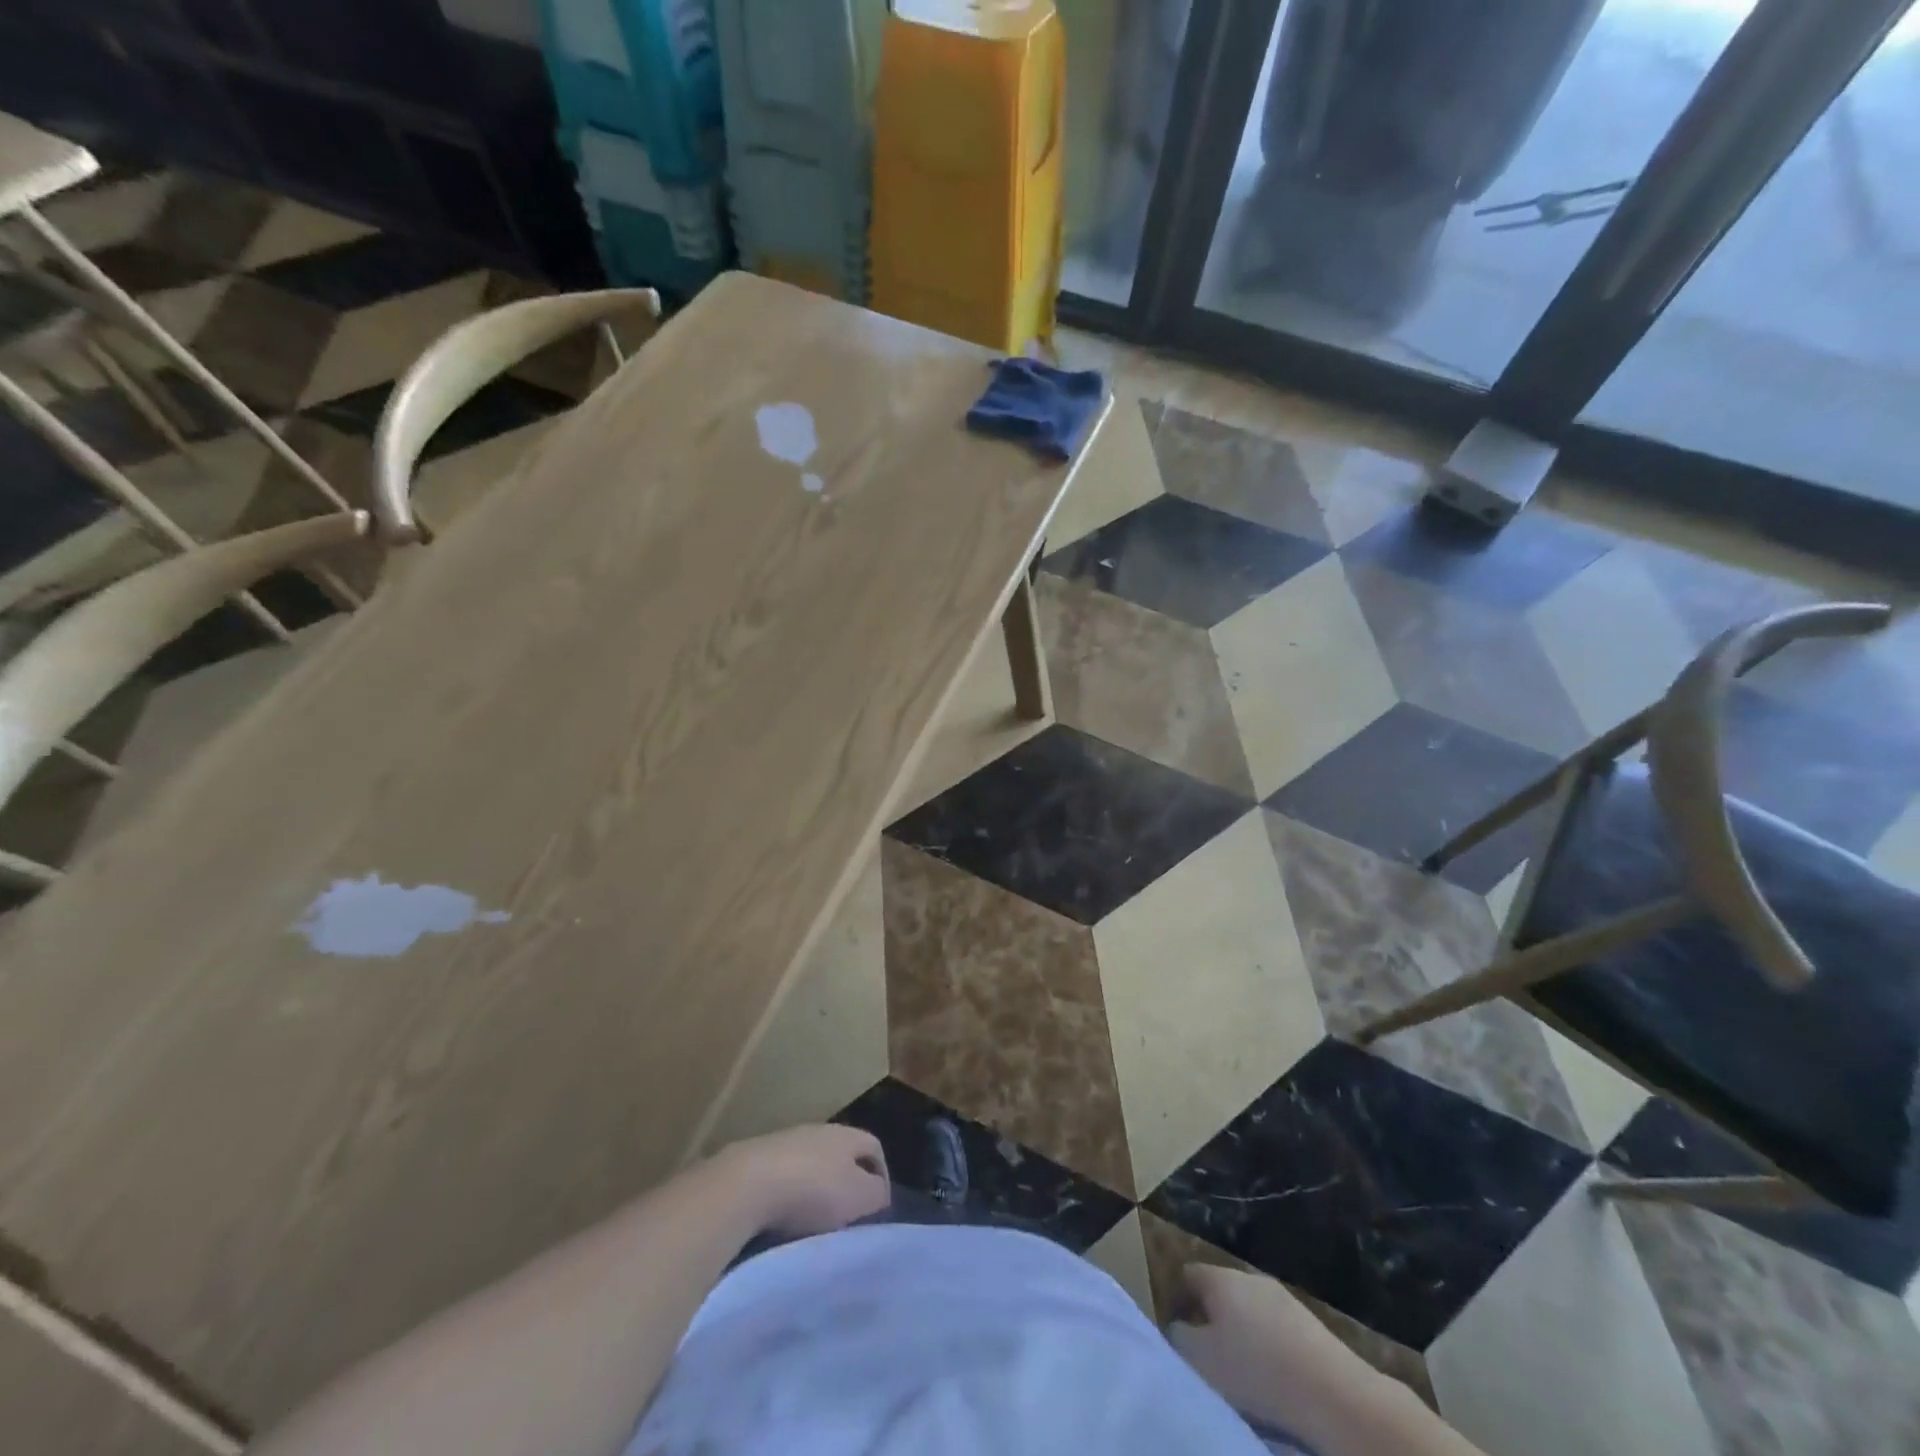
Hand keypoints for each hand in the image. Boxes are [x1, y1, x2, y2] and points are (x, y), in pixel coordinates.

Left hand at [717, 1124, 890, 1238]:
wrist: (747, 1184)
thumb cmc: (813, 1190)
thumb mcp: (859, 1197)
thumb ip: (876, 1194)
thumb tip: (879, 1193)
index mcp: (848, 1134)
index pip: (875, 1147)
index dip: (881, 1176)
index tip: (878, 1210)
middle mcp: (819, 1130)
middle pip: (841, 1155)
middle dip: (846, 1183)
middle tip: (846, 1218)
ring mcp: (786, 1141)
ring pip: (811, 1164)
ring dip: (815, 1190)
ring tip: (814, 1223)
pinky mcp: (757, 1158)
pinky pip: (783, 1176)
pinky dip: (788, 1195)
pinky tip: (783, 1218)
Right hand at [1170, 1265, 1381, 1431]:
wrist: (1335, 1394)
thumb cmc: (1256, 1371)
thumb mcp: (1201, 1360)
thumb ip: (1178, 1338)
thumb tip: (1178, 1328)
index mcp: (1220, 1277)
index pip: (1187, 1274)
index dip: (1177, 1300)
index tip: (1177, 1335)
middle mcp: (1249, 1277)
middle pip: (1219, 1292)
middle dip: (1211, 1320)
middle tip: (1207, 1359)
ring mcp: (1283, 1298)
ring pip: (1249, 1312)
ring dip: (1241, 1336)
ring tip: (1242, 1375)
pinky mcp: (1310, 1324)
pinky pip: (1275, 1330)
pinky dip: (1269, 1350)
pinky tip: (1273, 1381)